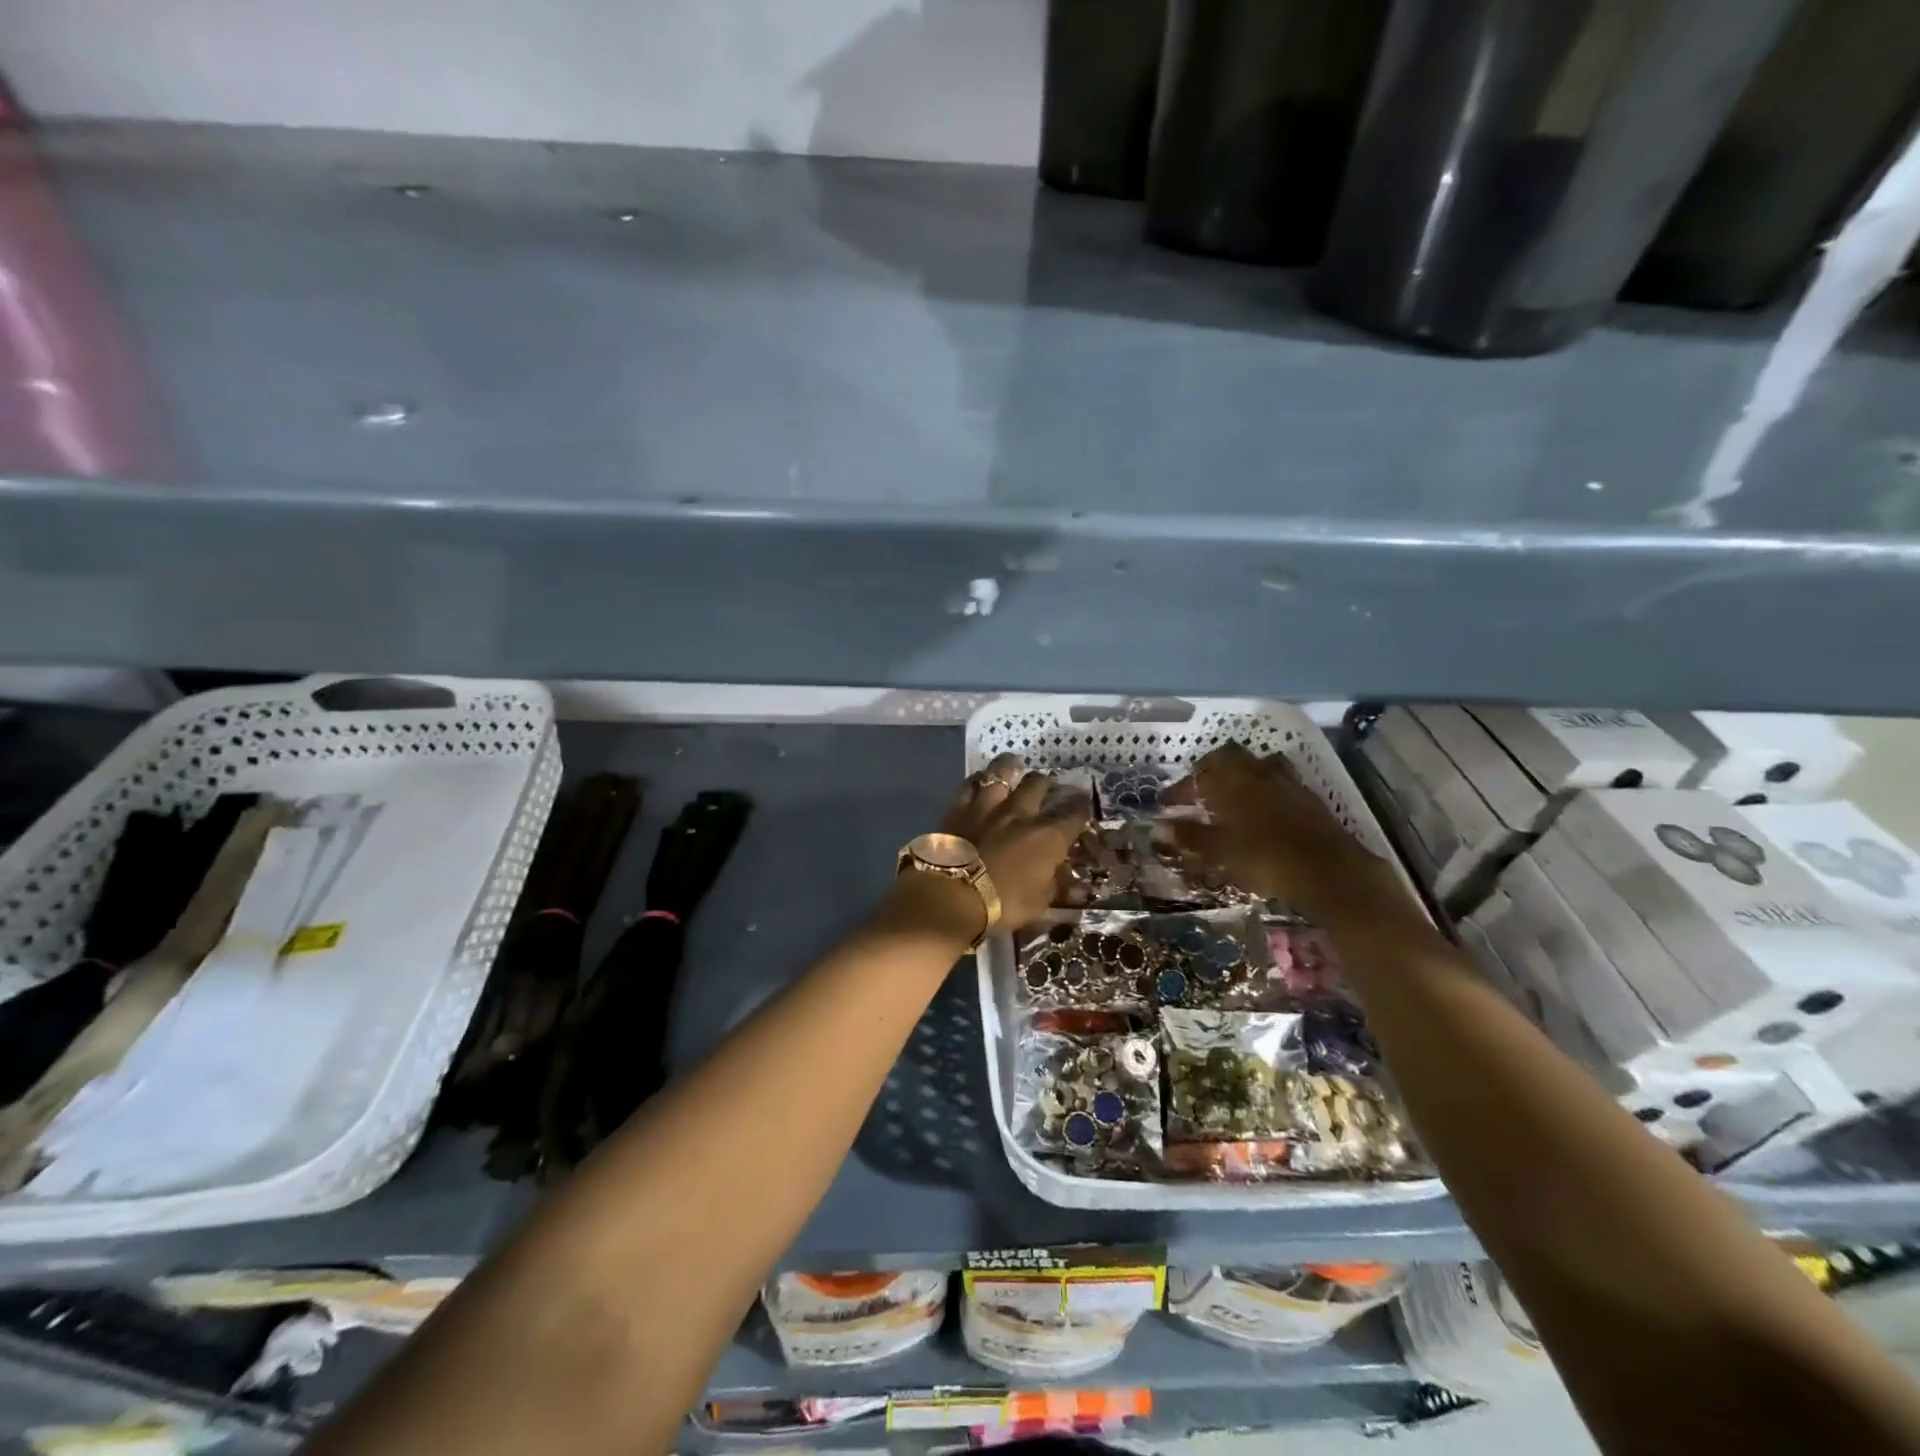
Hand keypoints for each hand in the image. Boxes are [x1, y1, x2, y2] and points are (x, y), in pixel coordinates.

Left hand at [940, 753, 1089, 931]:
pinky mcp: (959, 806)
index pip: (1075, 813)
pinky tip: (980, 779)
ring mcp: (989, 804)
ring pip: (1003, 771)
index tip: (1083, 803)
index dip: (1082, 806)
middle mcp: (1022, 812)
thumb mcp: (1039, 904)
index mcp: (1049, 836)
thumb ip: (1057, 887)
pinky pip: (971, 783)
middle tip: (1048, 787)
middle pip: (1039, 784)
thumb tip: (1077, 887)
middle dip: (1047, 783)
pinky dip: (979, 779)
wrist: (951, 894)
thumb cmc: (1002, 904)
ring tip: (1015, 765)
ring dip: (1012, 767)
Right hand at [1167, 742, 1413, 927]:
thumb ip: (1190, 836)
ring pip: (1258, 764)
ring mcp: (1286, 781)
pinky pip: (1279, 781)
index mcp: (1230, 781)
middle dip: (1210, 769)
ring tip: (1232, 794)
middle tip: (1200, 790)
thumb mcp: (1219, 851)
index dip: (1179, 789)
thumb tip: (1160, 826)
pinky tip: (1262, 809)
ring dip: (1242, 773)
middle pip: (1228, 756)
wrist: (1327, 870)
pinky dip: (1265, 789)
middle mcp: (1256, 773)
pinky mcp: (1308, 796)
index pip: (1197, 774)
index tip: (1167, 805)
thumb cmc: (1264, 858)